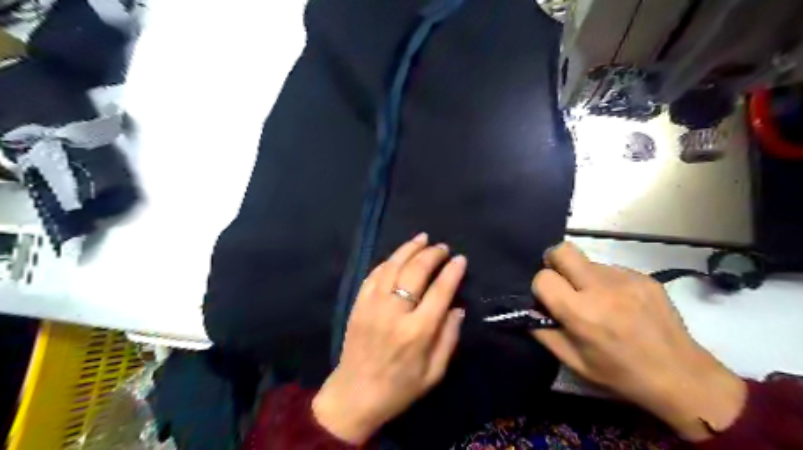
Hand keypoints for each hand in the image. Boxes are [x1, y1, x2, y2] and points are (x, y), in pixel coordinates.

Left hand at [311, 234, 468, 444]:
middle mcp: (395, 312)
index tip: (460, 259)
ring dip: (409, 249)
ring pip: (393, 266)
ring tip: (422, 239)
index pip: (440, 291)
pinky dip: (388, 262)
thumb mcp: (434, 373)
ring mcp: (373, 305)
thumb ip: (449, 338)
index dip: (452, 271)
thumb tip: (457, 308)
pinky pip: (373, 275)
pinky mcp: (358, 304)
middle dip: (432, 254)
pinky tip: (398, 257)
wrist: (354, 395)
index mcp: (418, 332)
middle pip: (416, 271)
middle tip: (442, 247)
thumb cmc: (400, 388)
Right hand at [532, 243, 746, 438]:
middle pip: (562, 250)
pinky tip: (619, 303)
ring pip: (587, 261)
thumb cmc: (621, 374)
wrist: (682, 376)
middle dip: (554, 262)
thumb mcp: (573, 362)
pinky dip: (605, 282)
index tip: (548, 299)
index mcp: (581, 313)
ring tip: (598, 300)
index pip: (543, 277)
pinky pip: (610, 269)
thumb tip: (527, 309)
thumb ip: (543, 332)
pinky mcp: (644, 276)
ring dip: (582, 276)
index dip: (540, 287)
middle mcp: (602, 289)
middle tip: (561, 281)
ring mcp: (626, 279)